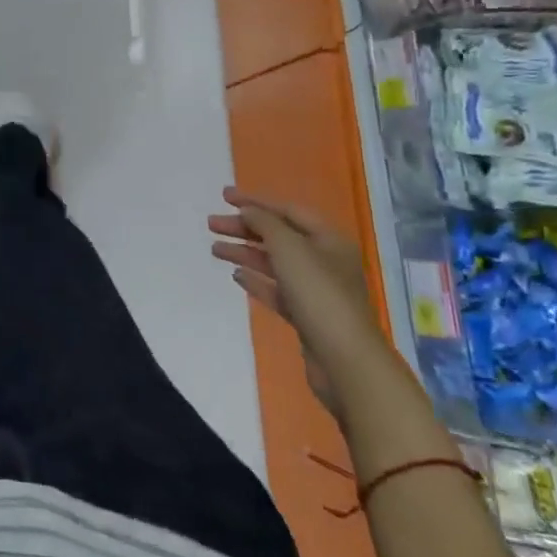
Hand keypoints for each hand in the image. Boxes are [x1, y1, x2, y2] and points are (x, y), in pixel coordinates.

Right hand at [209, 190, 388, 417]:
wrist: (344, 360)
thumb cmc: (318, 293)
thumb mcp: (288, 247)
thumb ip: (264, 223)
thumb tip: (248, 212)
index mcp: (328, 239)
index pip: (287, 210)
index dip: (254, 202)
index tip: (223, 197)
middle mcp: (325, 261)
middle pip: (279, 236)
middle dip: (244, 228)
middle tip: (211, 225)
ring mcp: (316, 290)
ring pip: (275, 263)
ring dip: (245, 253)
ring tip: (215, 250)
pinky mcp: (307, 316)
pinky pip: (277, 290)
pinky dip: (256, 280)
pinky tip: (236, 276)